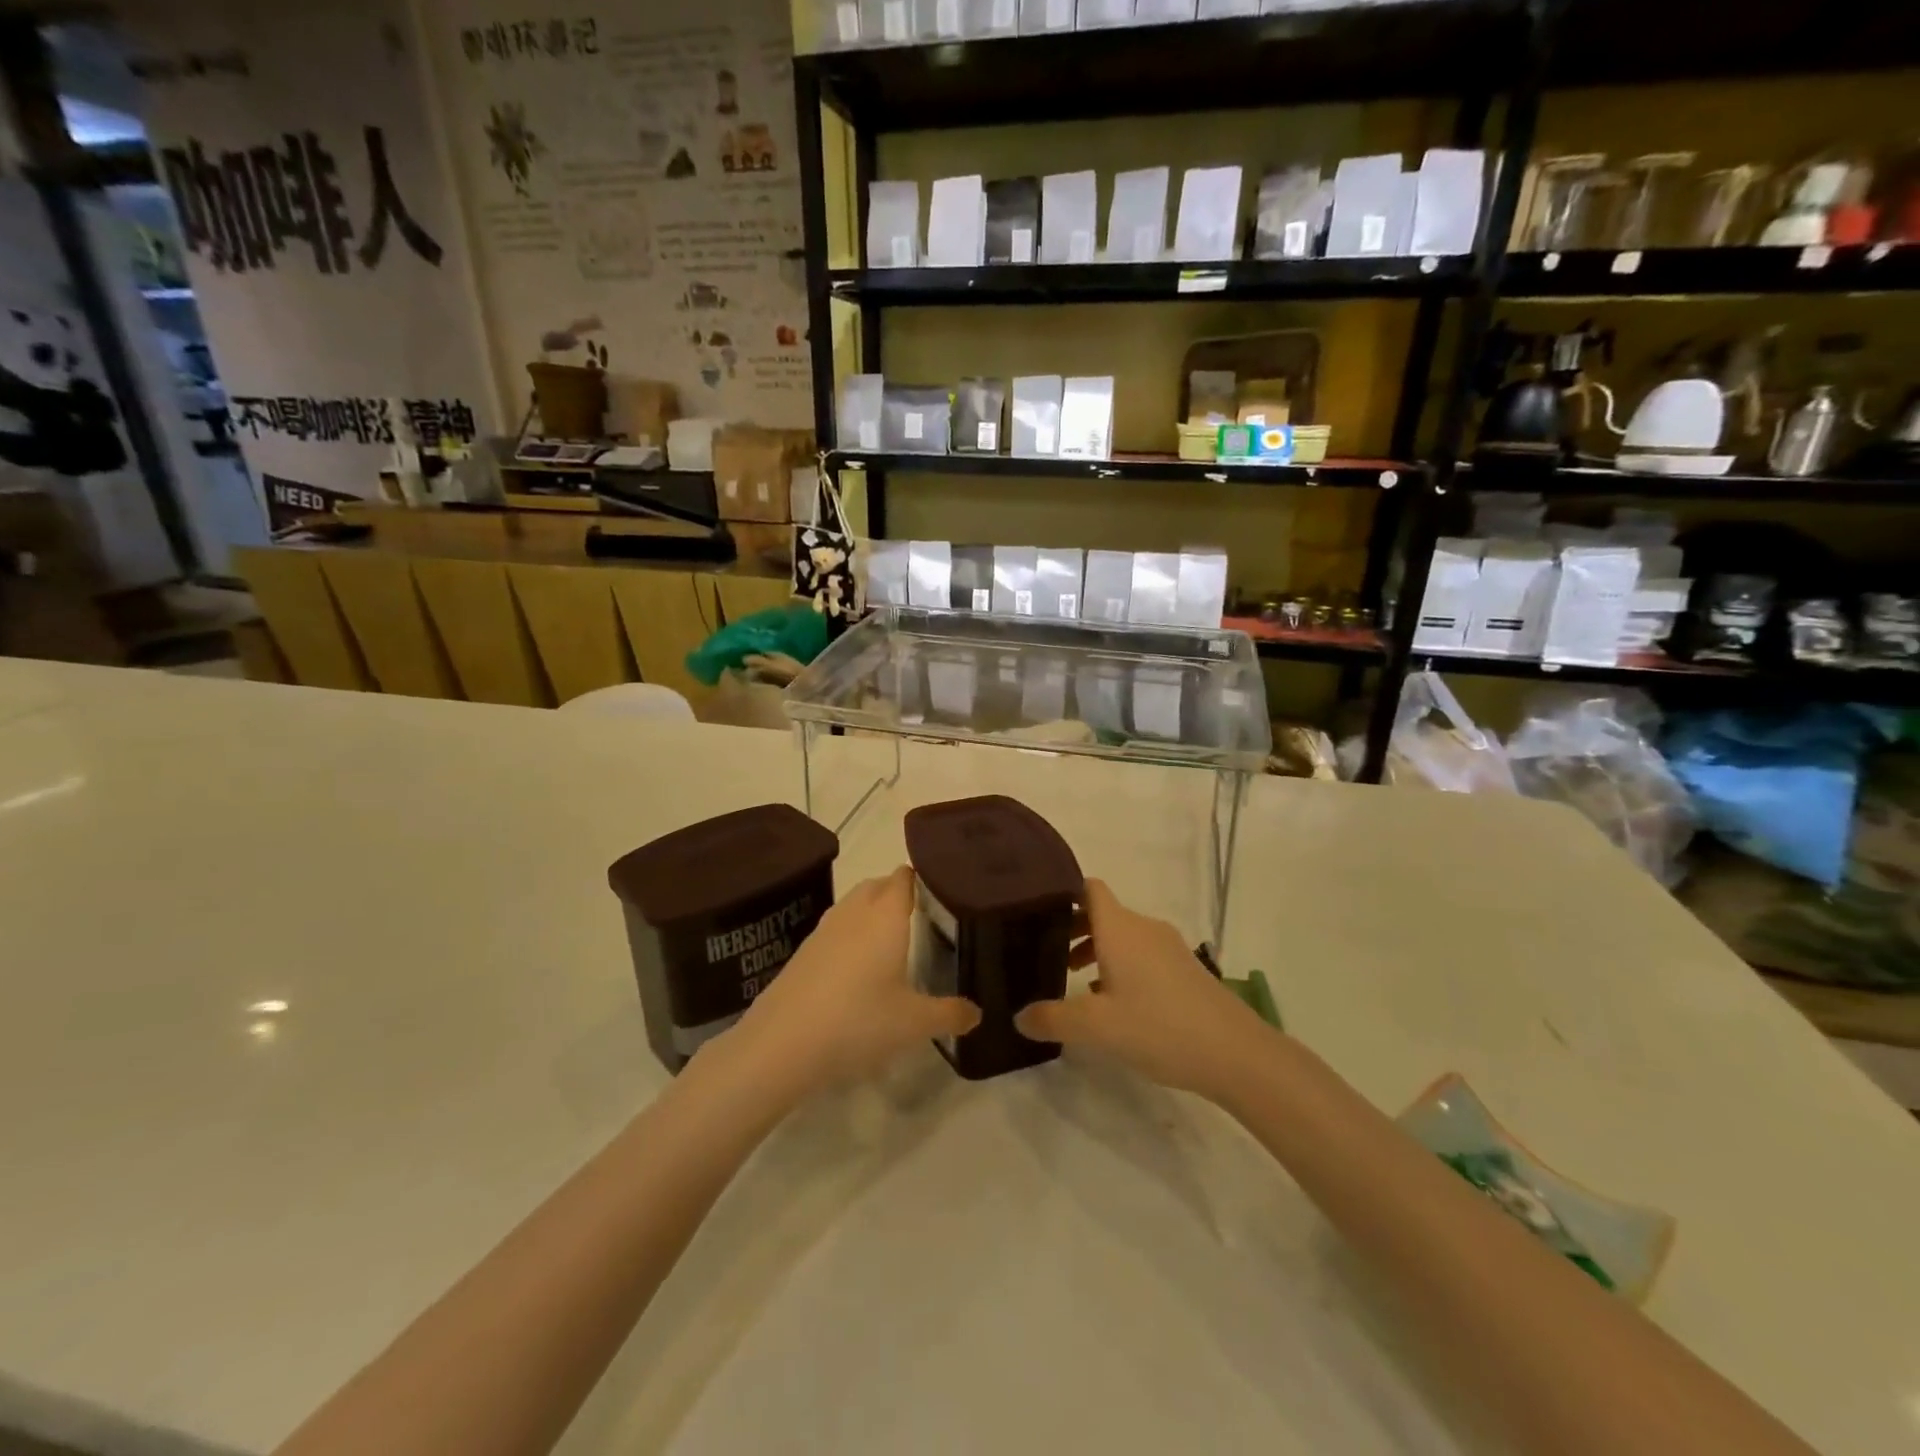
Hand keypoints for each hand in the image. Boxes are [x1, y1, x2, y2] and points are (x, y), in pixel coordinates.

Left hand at [725, 866, 978, 1095]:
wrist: (782, 1043)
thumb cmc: (858, 1021)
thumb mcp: (914, 1023)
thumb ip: (950, 1014)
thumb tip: (977, 1014)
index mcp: (886, 915)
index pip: (906, 877)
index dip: (925, 877)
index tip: (944, 891)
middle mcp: (855, 912)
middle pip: (879, 885)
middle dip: (899, 893)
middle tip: (924, 917)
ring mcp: (824, 929)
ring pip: (854, 905)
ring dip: (873, 913)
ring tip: (893, 941)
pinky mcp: (804, 951)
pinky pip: (836, 929)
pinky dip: (851, 936)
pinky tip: (858, 969)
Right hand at [1015, 878, 1267, 1100]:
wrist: (1236, 1053)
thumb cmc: (1159, 1027)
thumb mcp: (1097, 1028)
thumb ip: (1053, 1019)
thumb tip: (1018, 1017)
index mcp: (1120, 928)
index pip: (1088, 888)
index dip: (1062, 893)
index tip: (1036, 911)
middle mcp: (1144, 928)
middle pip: (1102, 913)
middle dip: (1073, 929)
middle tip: (1046, 955)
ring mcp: (1169, 947)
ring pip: (1123, 936)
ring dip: (1097, 951)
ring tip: (1076, 984)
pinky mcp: (1185, 969)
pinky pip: (1142, 954)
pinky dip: (1120, 966)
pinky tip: (1114, 1004)